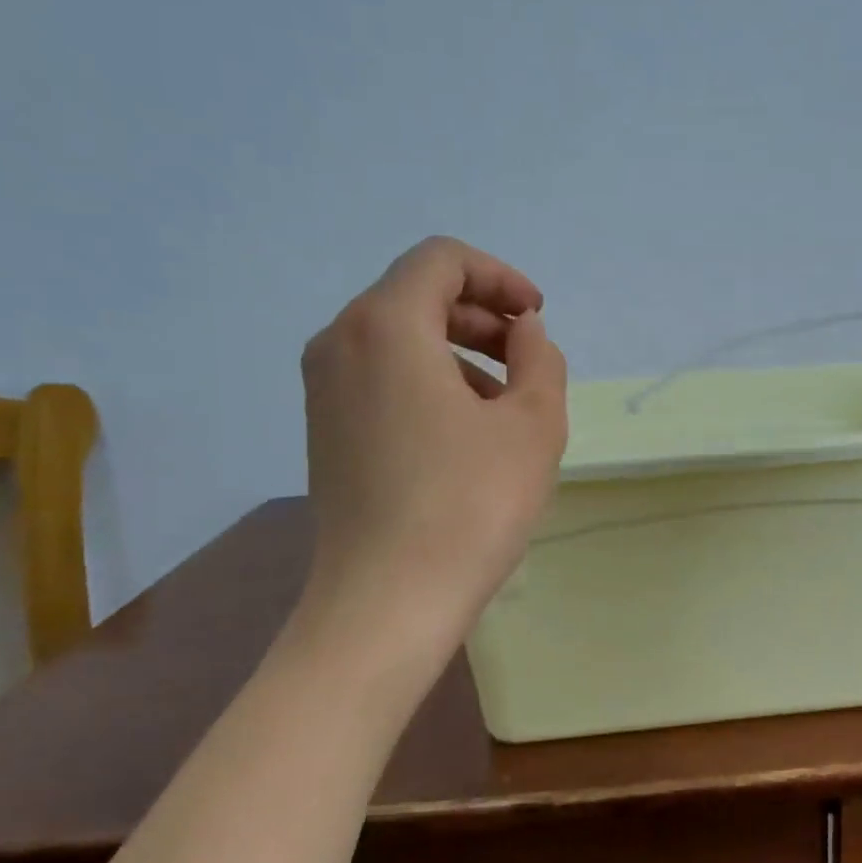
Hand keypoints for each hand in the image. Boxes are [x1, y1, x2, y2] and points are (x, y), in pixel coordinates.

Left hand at [299, 237, 567, 629]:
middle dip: (480, 315)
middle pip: (416, 296)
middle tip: (527, 357)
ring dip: (458, 352)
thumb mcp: (533, 424)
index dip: (499, 277)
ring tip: (505, 404)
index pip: (442, 261)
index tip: (536, 318)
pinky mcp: (325, 431)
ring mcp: (323, 390)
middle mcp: (339, 342)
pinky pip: (380, 378)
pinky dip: (427, 381)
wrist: (388, 601)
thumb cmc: (470, 504)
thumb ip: (539, 358)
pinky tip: (465, 433)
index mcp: (385, 325)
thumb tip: (524, 332)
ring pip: (398, 339)